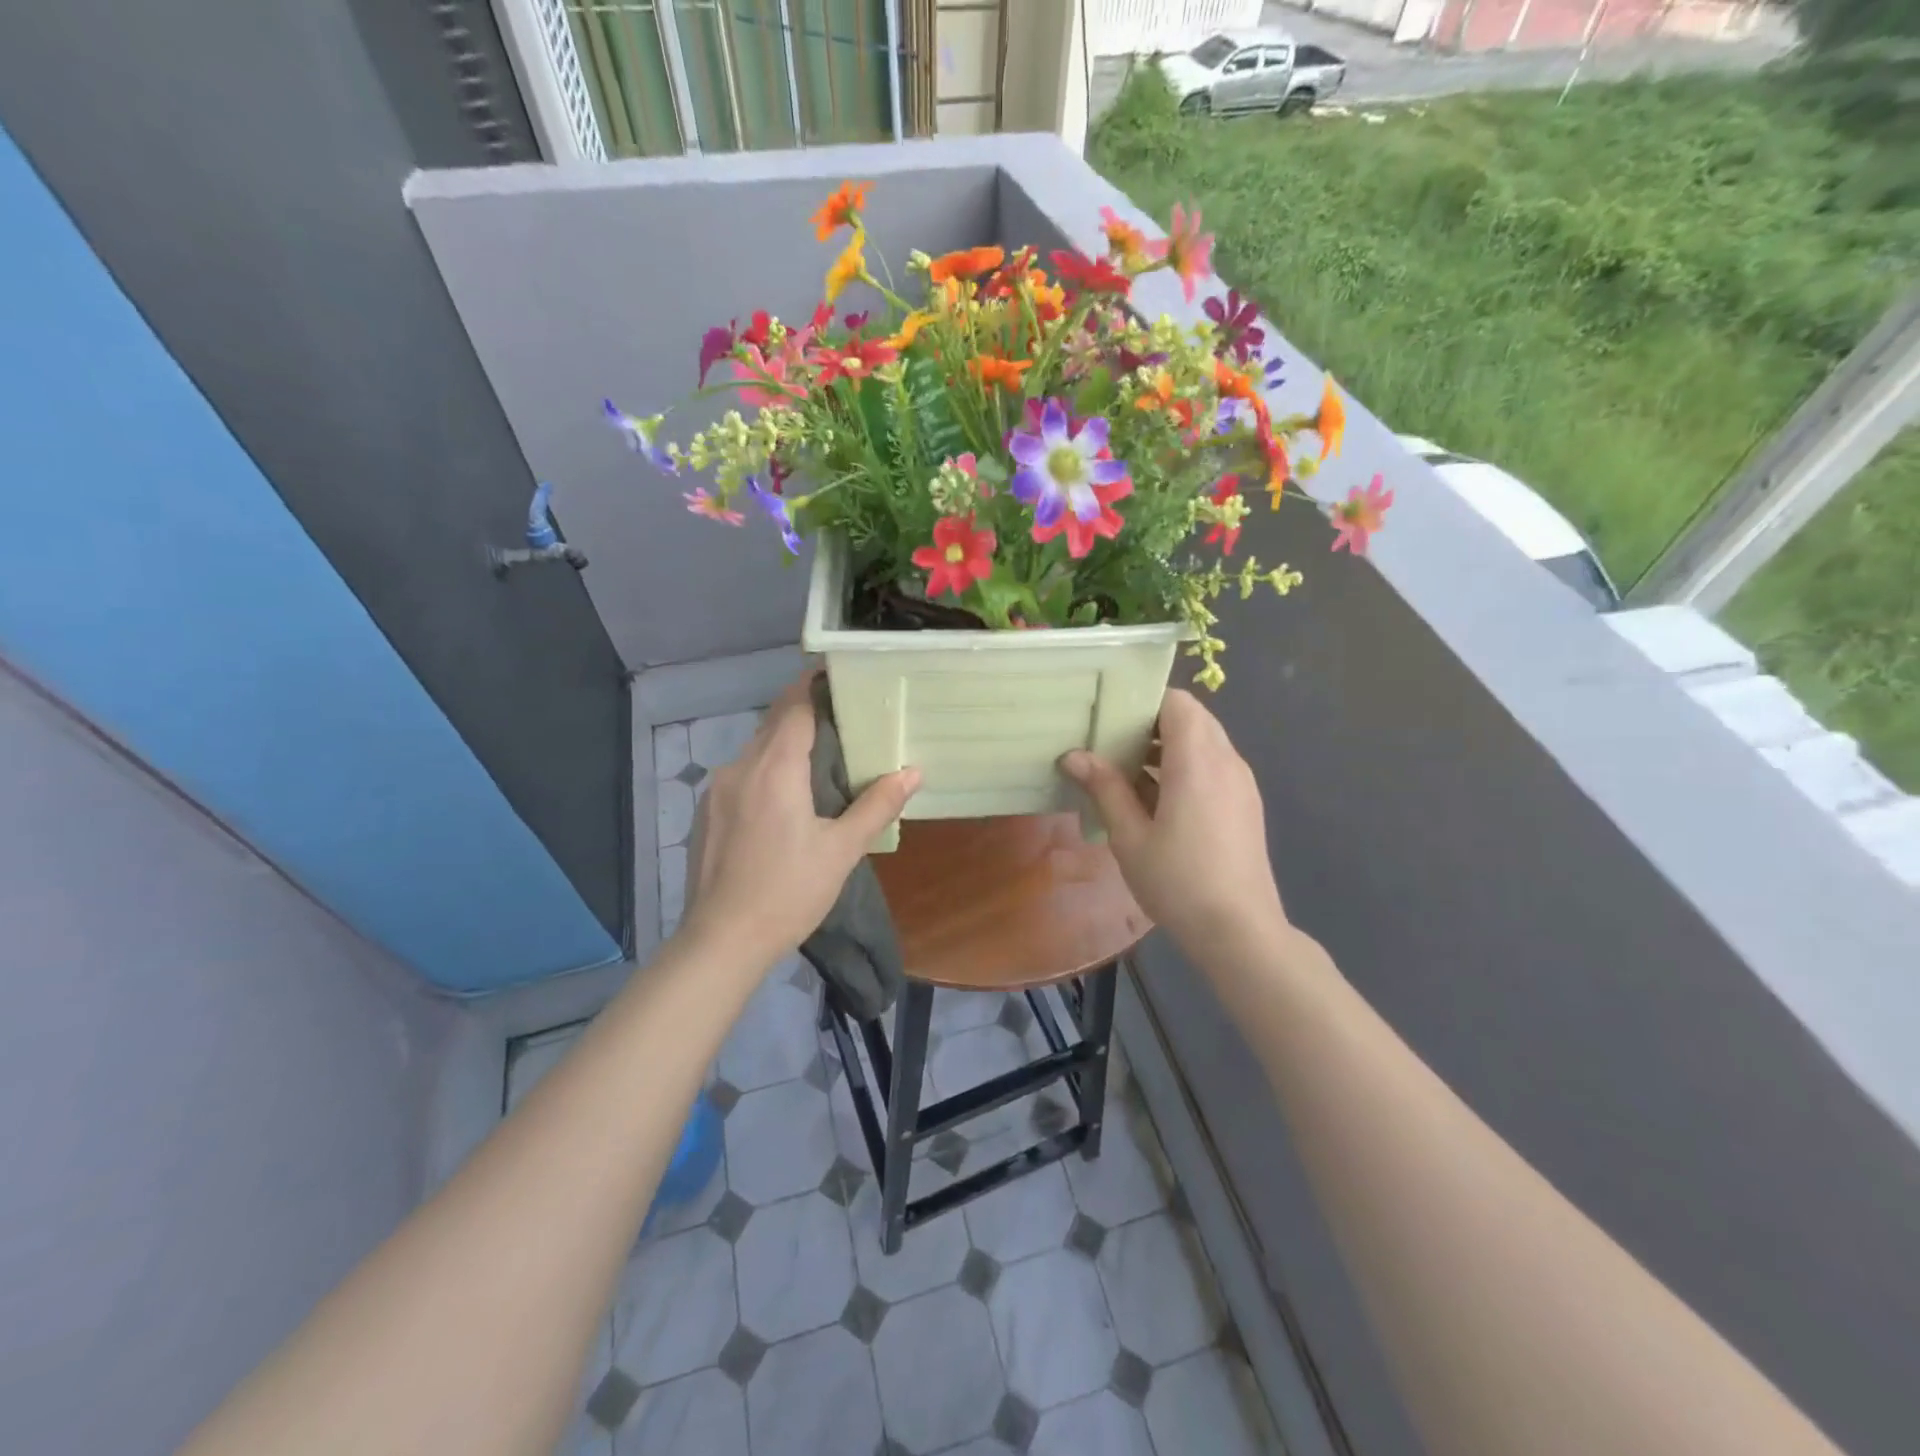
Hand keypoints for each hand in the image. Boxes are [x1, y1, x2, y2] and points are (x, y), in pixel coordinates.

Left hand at [682, 672, 919, 962]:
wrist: (721, 940)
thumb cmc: (788, 892)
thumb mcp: (842, 850)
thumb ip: (877, 805)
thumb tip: (913, 771)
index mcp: (774, 768)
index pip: (795, 705)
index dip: (815, 685)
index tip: (840, 675)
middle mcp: (740, 767)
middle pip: (774, 723)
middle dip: (805, 711)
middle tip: (843, 715)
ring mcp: (717, 790)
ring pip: (756, 749)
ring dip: (785, 742)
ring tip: (820, 756)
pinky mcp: (708, 812)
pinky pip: (742, 774)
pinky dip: (766, 768)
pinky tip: (785, 797)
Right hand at [1060, 689, 1285, 955]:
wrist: (1239, 931)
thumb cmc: (1177, 881)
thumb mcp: (1129, 836)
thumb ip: (1105, 788)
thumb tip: (1074, 755)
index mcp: (1197, 761)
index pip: (1177, 702)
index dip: (1144, 701)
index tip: (1110, 716)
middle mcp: (1226, 761)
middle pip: (1192, 718)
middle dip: (1152, 723)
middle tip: (1112, 742)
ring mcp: (1241, 783)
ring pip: (1205, 742)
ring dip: (1168, 746)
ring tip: (1127, 771)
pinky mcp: (1246, 804)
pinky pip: (1214, 766)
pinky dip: (1186, 767)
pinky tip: (1157, 800)